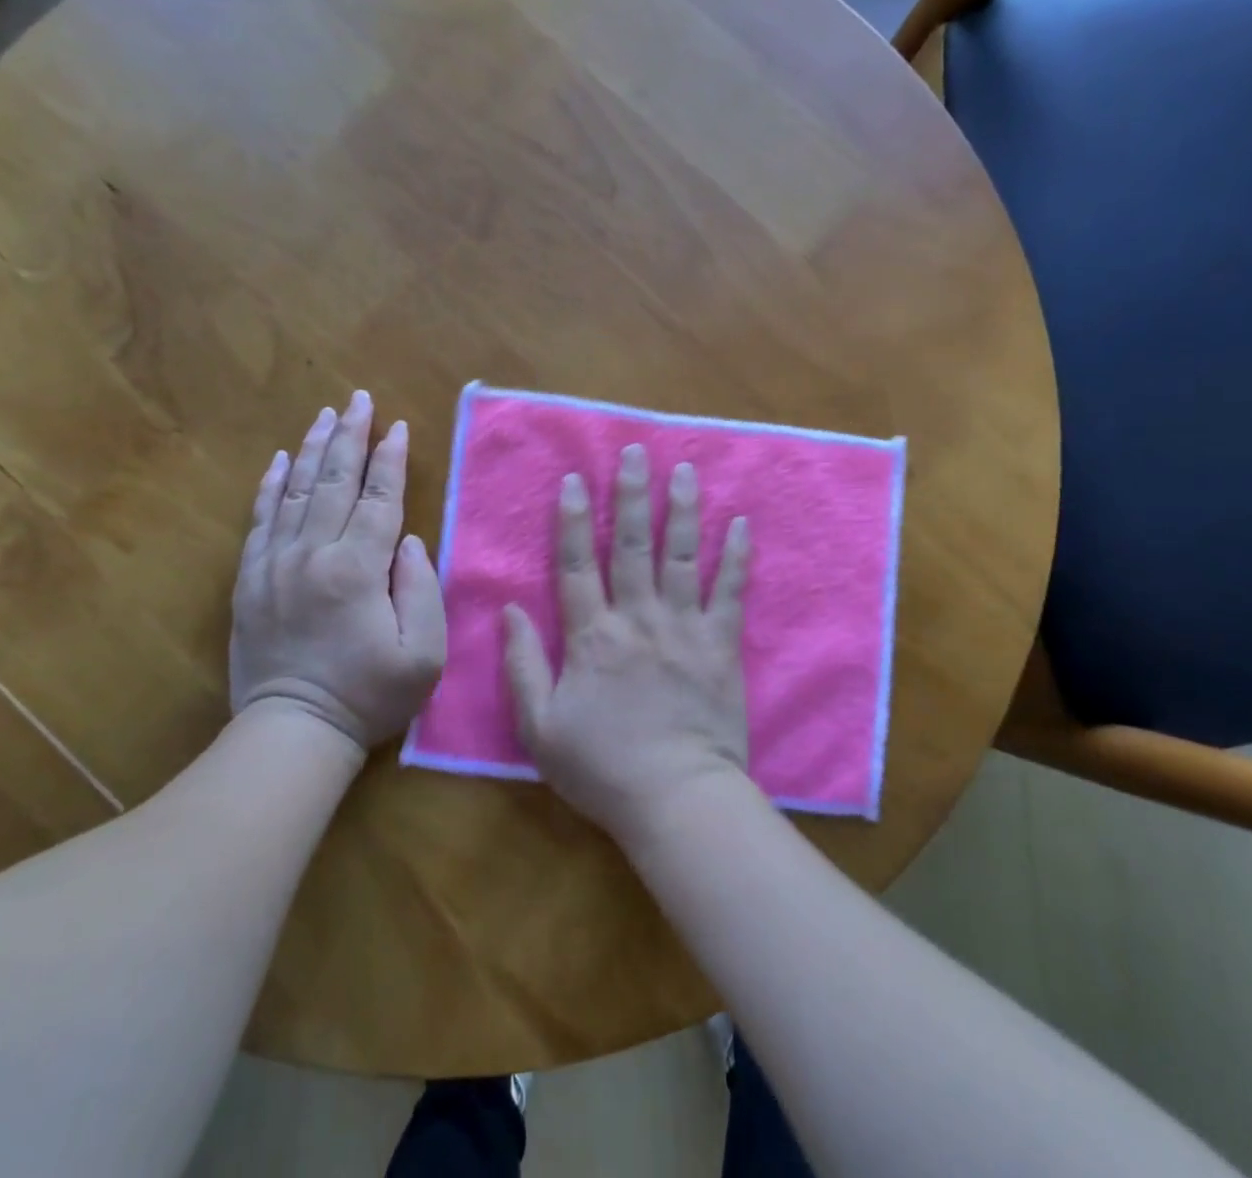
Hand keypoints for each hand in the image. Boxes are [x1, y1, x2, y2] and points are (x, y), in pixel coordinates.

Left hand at [230, 391, 446, 751]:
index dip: (391, 460)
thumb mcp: (423, 654)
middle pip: (335, 482)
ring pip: (295, 491)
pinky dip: (270, 486)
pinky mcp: (251, 580)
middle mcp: (313, 554)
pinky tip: (279, 461)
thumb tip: (409, 542)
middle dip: (351, 436)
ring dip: (313, 449)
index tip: (398, 426)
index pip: (379, 498)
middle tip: (358, 399)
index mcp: (358, 568)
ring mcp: (275, 564)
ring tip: (325, 415)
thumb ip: (422, 590)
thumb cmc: (369, 695)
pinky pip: (260, 520)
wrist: (293, 731)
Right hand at [503, 445, 751, 842]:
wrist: (676, 799)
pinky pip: (730, 592)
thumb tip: (509, 610)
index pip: (577, 565)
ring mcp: (683, 628)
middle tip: (636, 451)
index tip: (576, 479)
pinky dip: (736, 557)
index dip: (574, 520)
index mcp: (591, 636)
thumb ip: (521, 665)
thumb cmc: (603, 768)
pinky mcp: (721, 645)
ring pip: (681, 556)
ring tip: (684, 470)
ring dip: (682, 510)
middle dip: (632, 495)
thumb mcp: (540, 727)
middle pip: (633, 545)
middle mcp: (637, 618)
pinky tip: (741, 524)